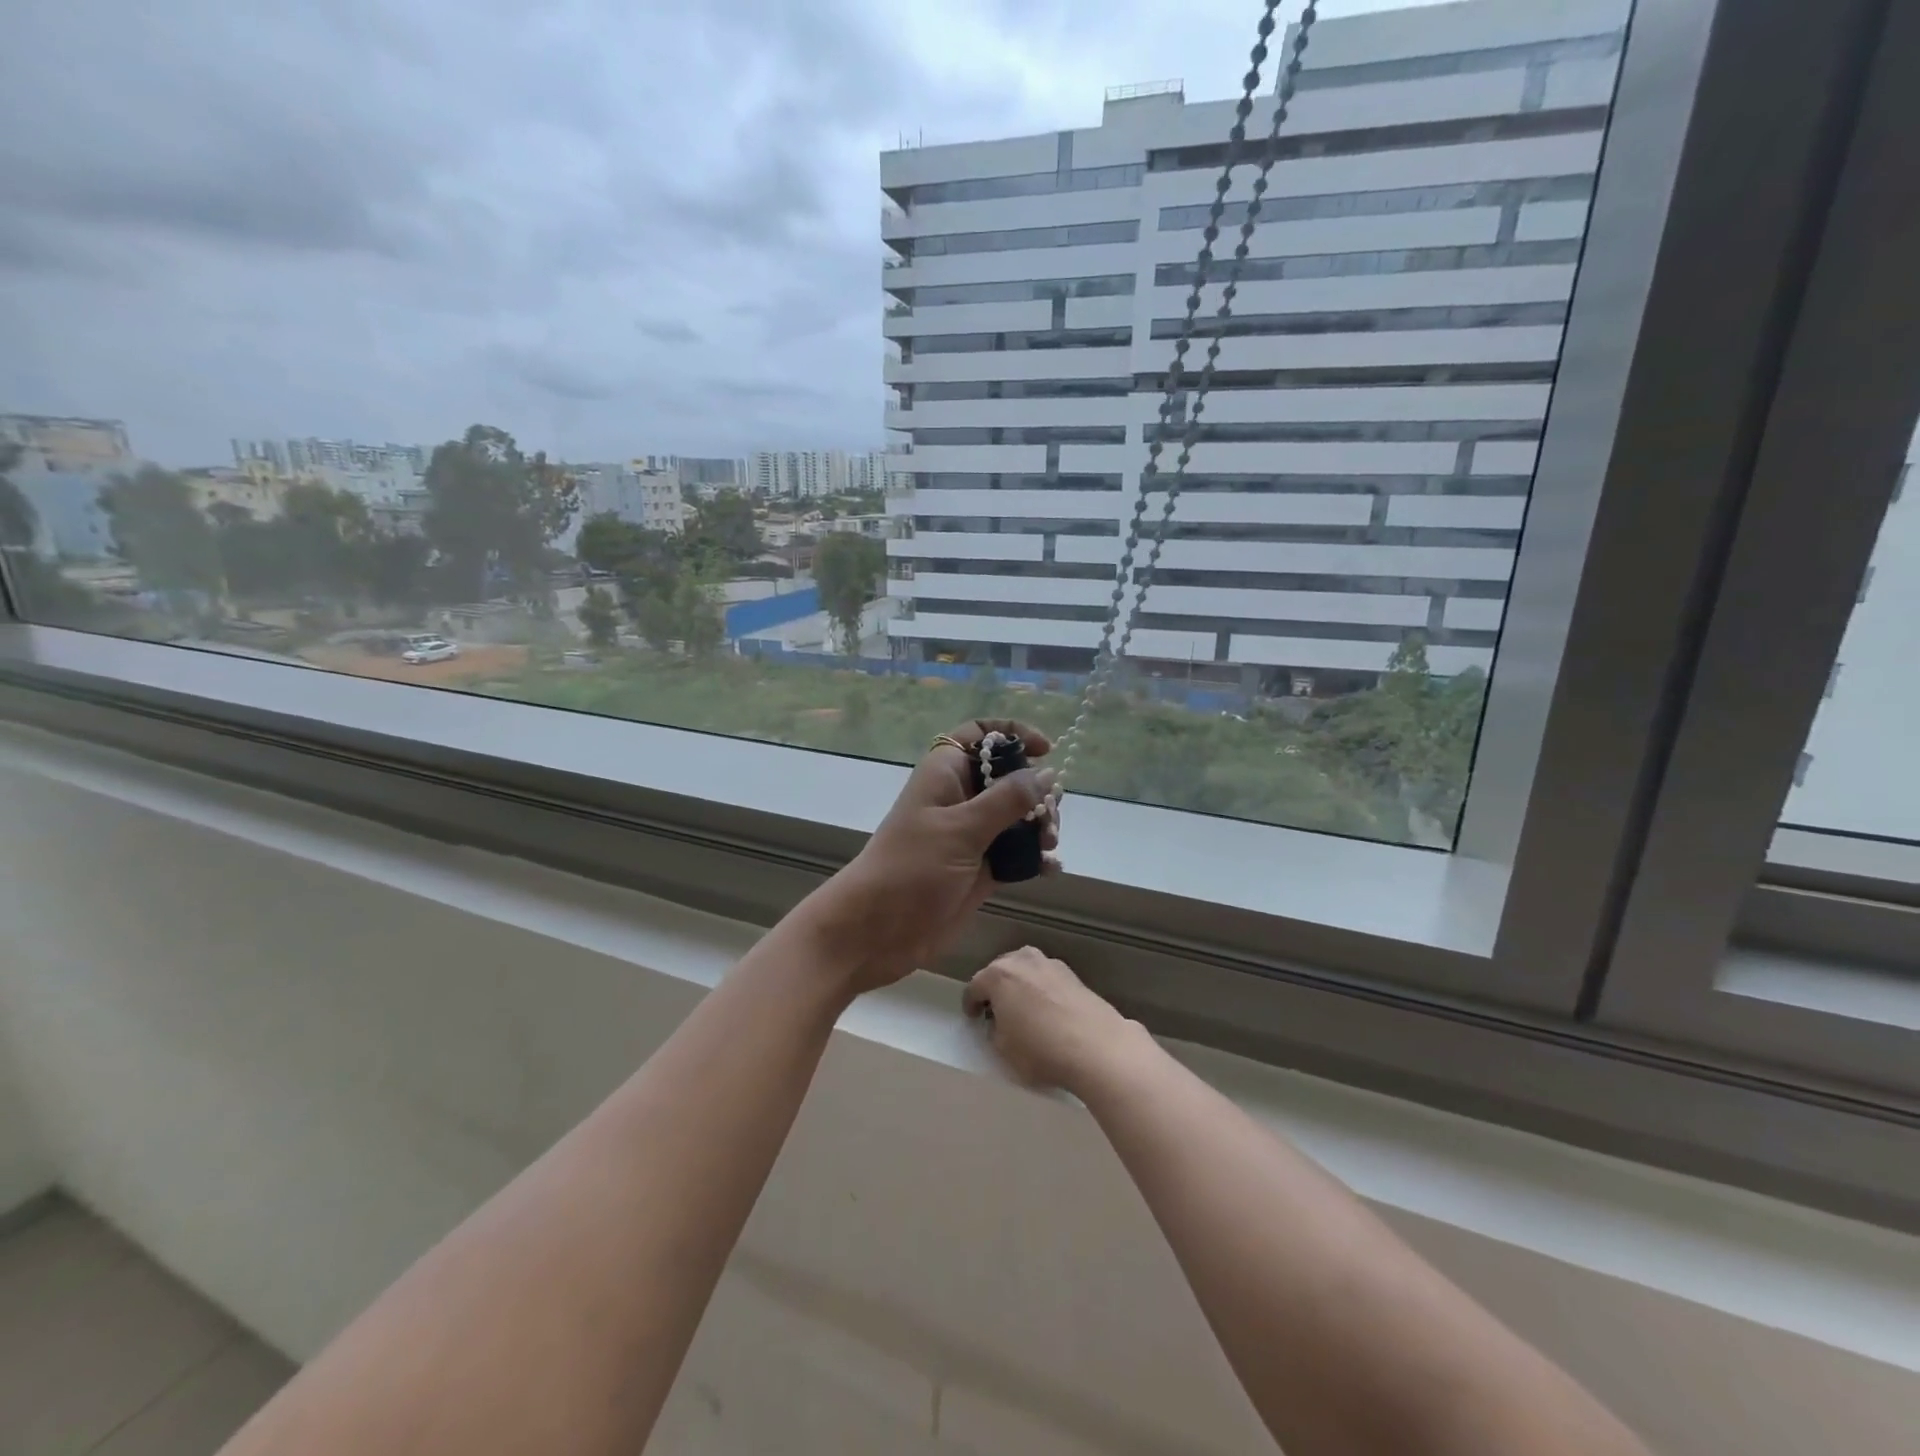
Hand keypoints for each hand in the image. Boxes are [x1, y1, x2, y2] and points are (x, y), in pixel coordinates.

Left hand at [798, 720, 1059, 993]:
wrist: (878, 930)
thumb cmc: (912, 867)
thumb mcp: (961, 829)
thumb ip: (1007, 800)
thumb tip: (1047, 773)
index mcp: (945, 773)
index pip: (980, 734)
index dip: (1013, 733)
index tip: (1045, 751)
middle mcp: (960, 797)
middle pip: (1008, 777)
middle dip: (1036, 792)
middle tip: (1048, 818)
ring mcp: (971, 834)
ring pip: (1017, 816)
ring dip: (1040, 826)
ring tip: (1048, 846)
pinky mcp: (980, 867)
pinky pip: (1016, 852)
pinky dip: (1035, 857)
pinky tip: (1050, 869)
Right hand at [963, 946, 1143, 1092]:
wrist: (1096, 1047)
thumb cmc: (1040, 1049)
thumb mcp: (1003, 1049)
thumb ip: (994, 1029)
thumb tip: (1000, 1021)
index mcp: (998, 975)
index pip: (974, 986)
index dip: (970, 1004)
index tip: (973, 1019)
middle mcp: (1023, 960)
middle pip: (1000, 970)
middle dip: (995, 989)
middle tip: (996, 1012)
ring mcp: (1050, 964)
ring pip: (1026, 970)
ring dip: (1020, 985)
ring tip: (1023, 1009)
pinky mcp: (1073, 975)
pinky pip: (1047, 979)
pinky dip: (1042, 990)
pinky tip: (1048, 1010)